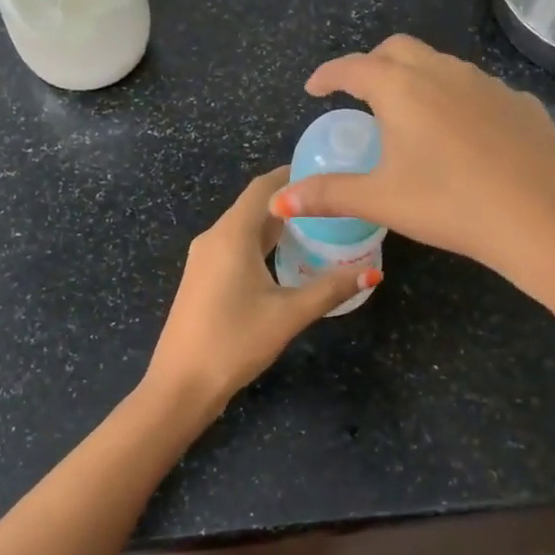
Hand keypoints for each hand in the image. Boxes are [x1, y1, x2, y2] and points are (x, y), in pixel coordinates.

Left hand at [146, 168, 378, 415]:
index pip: (263, 187)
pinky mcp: (202, 277)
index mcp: (231, 235)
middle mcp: (213, 237)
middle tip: (331, 202)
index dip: (292, 174)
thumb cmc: (234, 341)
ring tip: (317, 225)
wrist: (181, 383)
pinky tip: (286, 257)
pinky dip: (261, 243)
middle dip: (290, 200)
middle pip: (254, 206)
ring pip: (244, 228)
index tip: (326, 171)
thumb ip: (331, 289)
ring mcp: (204, 258)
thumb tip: (373, 271)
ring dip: (276, 224)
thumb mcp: (289, 314)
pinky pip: (235, 246)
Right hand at [270, 35, 554, 291]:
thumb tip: (277, 200)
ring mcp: (487, 84)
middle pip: (398, 50)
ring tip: (409, 116)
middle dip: (372, 65)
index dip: (328, 75)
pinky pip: (477, 90)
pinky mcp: (521, 103)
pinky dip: (456, 100)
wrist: (544, 218)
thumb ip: (327, 194)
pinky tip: (462, 136)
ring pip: (441, 66)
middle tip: (360, 95)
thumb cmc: (450, 204)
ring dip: (417, 79)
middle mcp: (443, 72)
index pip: (353, 67)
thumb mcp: (381, 200)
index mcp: (402, 88)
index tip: (314, 88)